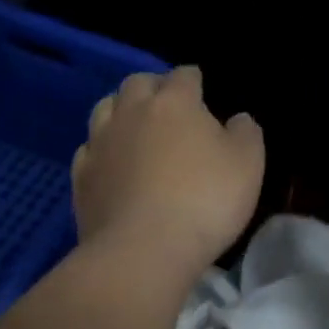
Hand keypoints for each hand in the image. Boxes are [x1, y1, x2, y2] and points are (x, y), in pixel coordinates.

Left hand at [71, 65, 263, 279]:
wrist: (142, 252)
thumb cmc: (205, 200)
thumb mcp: (248, 164)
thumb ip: (246, 133)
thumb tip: (237, 119)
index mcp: (175, 103)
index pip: (183, 75)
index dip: (194, 78)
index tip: (201, 86)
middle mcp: (133, 113)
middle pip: (137, 83)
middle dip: (153, 86)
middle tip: (168, 104)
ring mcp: (101, 144)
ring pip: (105, 108)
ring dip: (121, 110)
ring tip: (136, 126)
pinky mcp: (81, 178)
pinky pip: (88, 148)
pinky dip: (101, 147)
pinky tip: (112, 162)